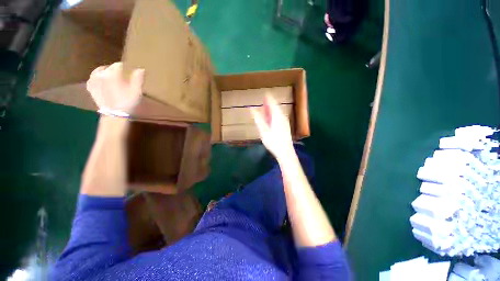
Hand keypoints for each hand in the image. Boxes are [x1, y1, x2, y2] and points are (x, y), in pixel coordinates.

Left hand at [86, 62, 144, 113]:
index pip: (119, 65)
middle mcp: (100, 74)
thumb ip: (138, 78)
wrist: (115, 114)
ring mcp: (93, 80)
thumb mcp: (136, 91)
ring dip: (106, 73)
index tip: (130, 72)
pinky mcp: (90, 87)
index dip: (126, 68)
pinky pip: (93, 78)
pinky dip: (98, 78)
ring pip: (100, 71)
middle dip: (115, 70)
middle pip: (109, 67)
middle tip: (122, 77)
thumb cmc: (127, 102)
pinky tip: (103, 82)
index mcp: (112, 73)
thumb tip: (141, 68)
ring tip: (112, 78)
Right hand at [251, 96, 293, 159]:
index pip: (273, 103)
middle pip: (276, 106)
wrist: (285, 152)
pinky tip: (271, 116)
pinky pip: (279, 116)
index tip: (265, 92)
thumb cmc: (273, 142)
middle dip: (270, 102)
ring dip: (272, 108)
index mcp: (277, 116)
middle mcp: (282, 117)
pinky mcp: (285, 126)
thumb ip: (258, 119)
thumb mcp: (264, 131)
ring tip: (266, 106)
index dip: (269, 98)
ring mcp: (285, 122)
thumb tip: (252, 109)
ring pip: (278, 111)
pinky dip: (274, 114)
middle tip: (265, 98)